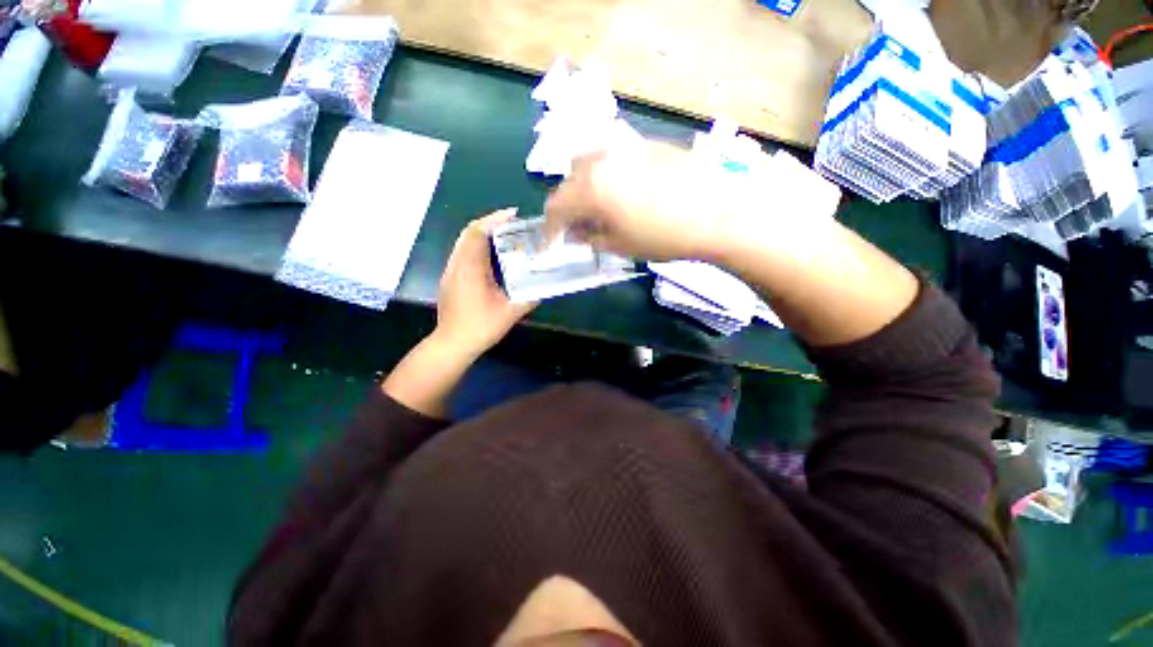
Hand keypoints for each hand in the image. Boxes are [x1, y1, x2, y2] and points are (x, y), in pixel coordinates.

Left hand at [434, 209, 535, 359]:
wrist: (452, 344)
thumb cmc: (481, 327)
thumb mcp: (510, 313)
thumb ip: (529, 298)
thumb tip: (544, 287)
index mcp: (470, 268)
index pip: (477, 233)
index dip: (494, 219)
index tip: (514, 214)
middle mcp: (457, 265)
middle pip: (469, 233)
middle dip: (490, 223)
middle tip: (513, 223)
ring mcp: (451, 271)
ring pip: (465, 243)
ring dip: (484, 234)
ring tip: (506, 236)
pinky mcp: (451, 279)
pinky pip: (464, 253)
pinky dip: (478, 247)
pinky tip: (493, 257)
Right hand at [544, 142, 732, 261]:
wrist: (718, 211)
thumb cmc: (664, 236)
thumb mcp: (620, 245)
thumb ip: (590, 237)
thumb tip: (574, 233)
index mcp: (591, 188)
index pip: (555, 207)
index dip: (549, 229)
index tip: (550, 245)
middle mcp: (601, 159)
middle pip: (569, 181)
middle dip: (566, 206)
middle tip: (576, 228)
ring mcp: (624, 146)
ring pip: (588, 163)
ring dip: (583, 187)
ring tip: (597, 209)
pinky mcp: (645, 143)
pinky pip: (612, 156)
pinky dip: (605, 175)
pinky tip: (621, 192)